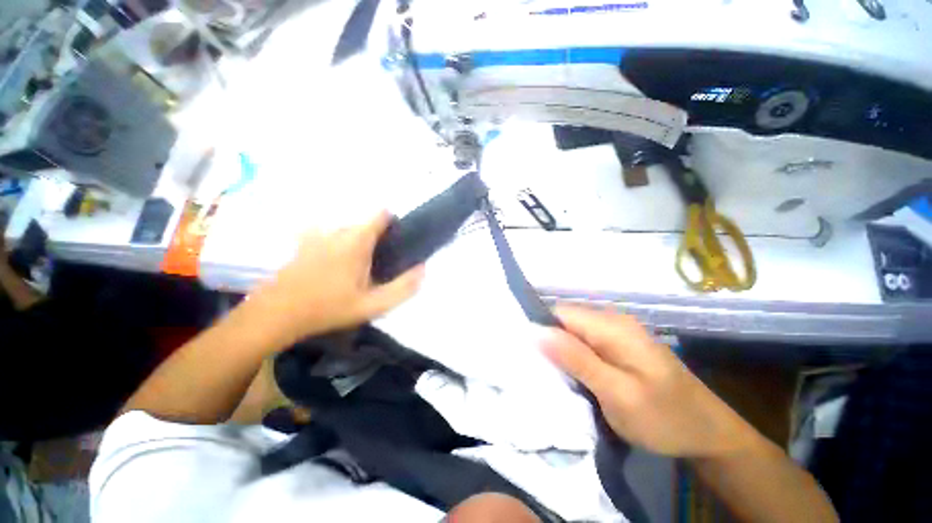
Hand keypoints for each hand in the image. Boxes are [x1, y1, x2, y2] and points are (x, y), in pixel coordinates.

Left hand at [247, 211, 424, 347]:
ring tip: (359, 267)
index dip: (393, 222)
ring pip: (347, 230)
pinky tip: (335, 266)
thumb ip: (403, 287)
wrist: (276, 314)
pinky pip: (328, 237)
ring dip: (357, 242)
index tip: (398, 240)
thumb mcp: (373, 304)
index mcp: (356, 240)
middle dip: (377, 237)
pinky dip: (337, 244)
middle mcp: (337, 231)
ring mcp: (317, 236)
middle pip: (365, 224)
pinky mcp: (303, 244)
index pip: (380, 214)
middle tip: (380, 263)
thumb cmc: (328, 308)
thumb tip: (422, 269)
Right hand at [540, 305, 754, 457]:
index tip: (527, 355)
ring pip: (574, 333)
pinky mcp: (620, 346)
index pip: (559, 313)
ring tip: (552, 375)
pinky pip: (586, 343)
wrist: (709, 433)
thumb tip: (536, 331)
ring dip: (560, 351)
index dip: (540, 329)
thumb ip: (576, 359)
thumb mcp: (617, 393)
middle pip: (565, 321)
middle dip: (549, 342)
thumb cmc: (664, 417)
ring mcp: (617, 333)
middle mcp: (612, 321)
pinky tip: (572, 375)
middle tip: (539, 371)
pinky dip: (574, 357)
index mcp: (611, 326)